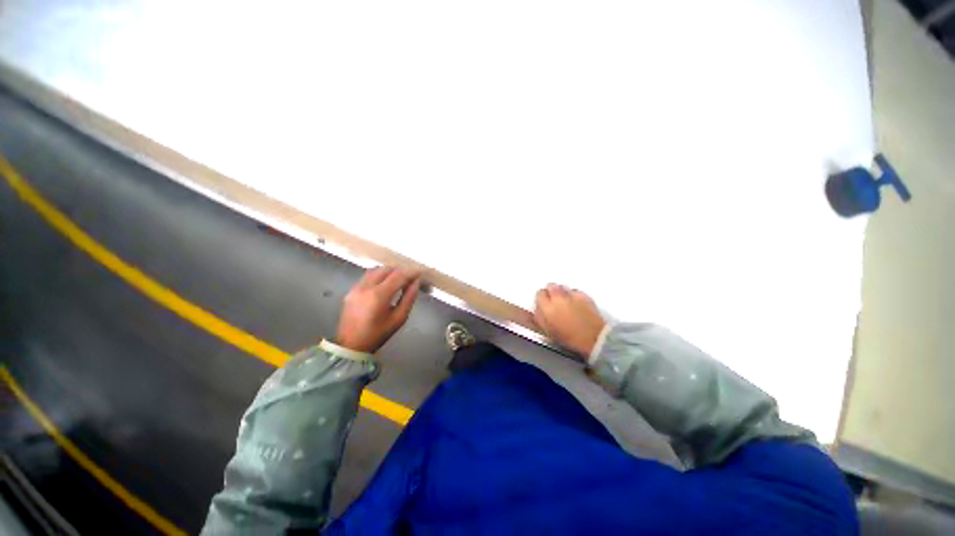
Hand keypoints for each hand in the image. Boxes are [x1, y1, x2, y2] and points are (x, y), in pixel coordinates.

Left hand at [336, 266, 420, 352]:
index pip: (399, 275)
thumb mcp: (399, 319)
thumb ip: (409, 298)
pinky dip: (379, 275)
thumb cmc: (378, 334)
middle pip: (387, 269)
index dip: (411, 272)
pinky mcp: (351, 290)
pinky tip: (384, 283)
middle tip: (410, 278)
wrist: (351, 345)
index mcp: (379, 295)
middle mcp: (367, 287)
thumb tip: (415, 283)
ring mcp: (357, 287)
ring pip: (376, 270)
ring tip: (398, 279)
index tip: (420, 273)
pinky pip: (367, 276)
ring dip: (389, 271)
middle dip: (400, 271)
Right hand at [534, 284, 605, 357]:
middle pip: (551, 286)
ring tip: (565, 302)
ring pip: (563, 287)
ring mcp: (572, 294)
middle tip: (553, 301)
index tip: (543, 304)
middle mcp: (558, 297)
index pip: (539, 294)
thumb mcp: (547, 331)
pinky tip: (575, 303)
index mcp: (547, 307)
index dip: (541, 299)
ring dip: (561, 292)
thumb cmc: (569, 338)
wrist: (594, 338)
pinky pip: (575, 291)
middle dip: (550, 292)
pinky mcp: (584, 295)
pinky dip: (573, 295)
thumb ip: (539, 318)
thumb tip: (536, 310)